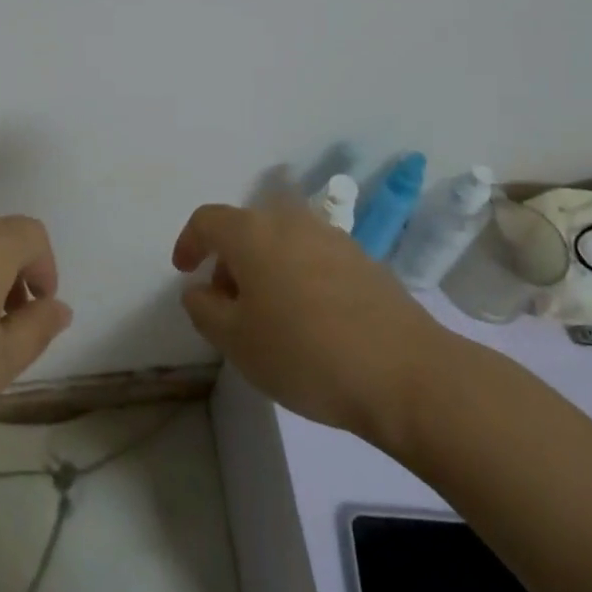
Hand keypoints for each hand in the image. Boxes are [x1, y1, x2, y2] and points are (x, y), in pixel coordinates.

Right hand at [172, 196, 456, 452]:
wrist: (405, 372)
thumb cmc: (305, 354)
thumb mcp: (237, 342)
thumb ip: (205, 309)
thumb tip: (199, 289)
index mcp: (252, 232)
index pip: (207, 220)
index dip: (189, 242)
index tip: (185, 272)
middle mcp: (289, 220)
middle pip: (246, 228)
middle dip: (229, 260)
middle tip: (227, 303)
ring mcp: (331, 236)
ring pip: (282, 240)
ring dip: (265, 267)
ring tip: (270, 315)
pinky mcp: (363, 258)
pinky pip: (314, 256)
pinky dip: (298, 275)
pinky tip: (310, 319)